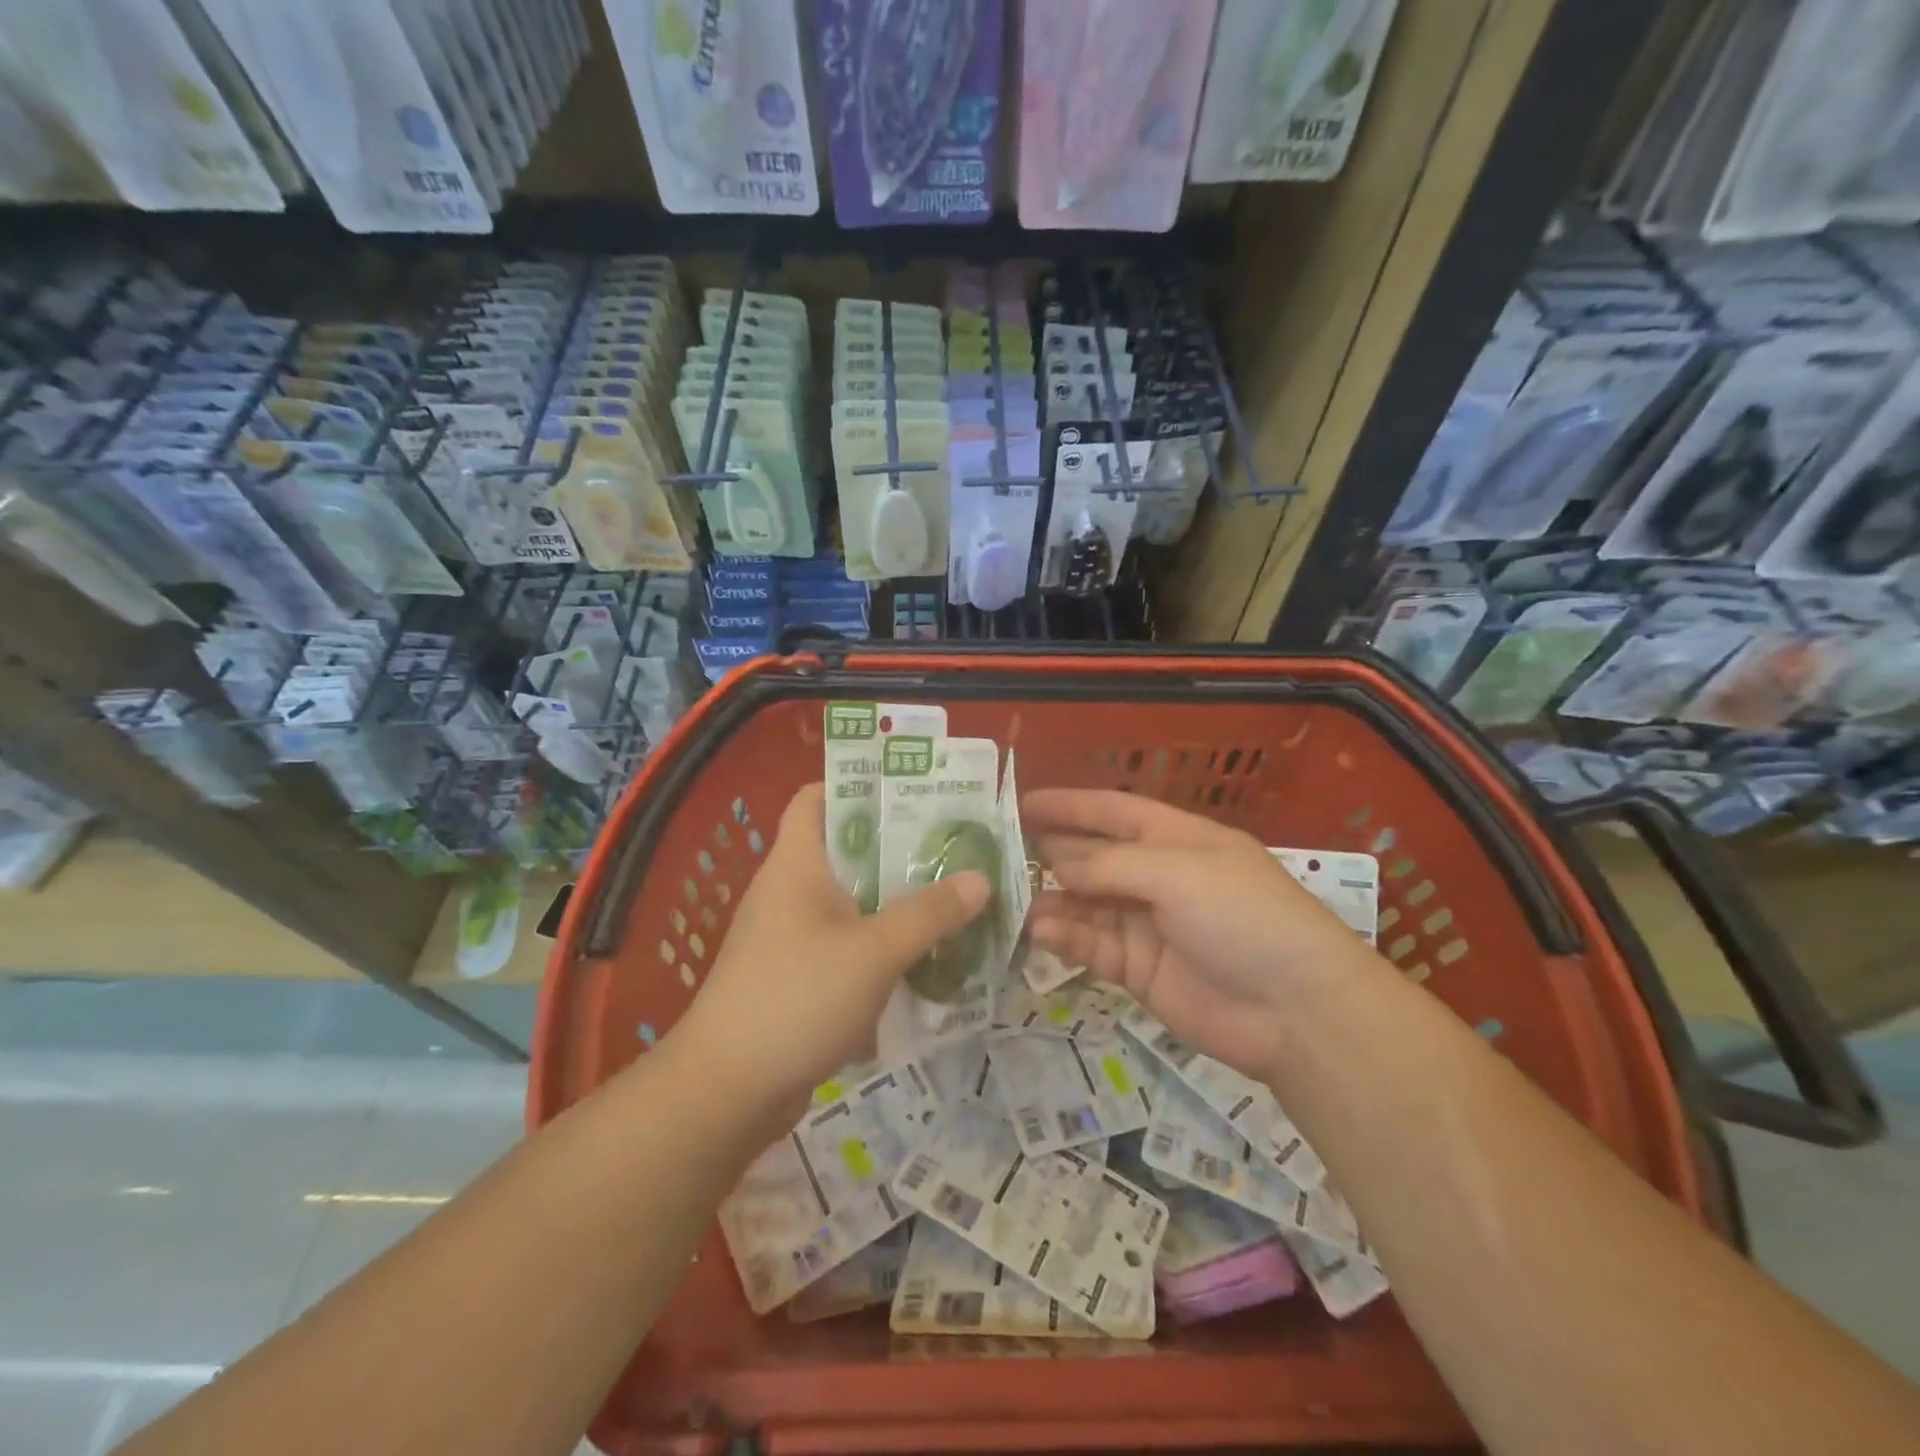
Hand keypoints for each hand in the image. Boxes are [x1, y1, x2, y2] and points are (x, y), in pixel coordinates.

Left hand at [667, 783, 989, 1130]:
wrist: (727, 1090)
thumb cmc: (797, 997)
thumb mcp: (874, 952)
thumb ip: (929, 914)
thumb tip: (980, 879)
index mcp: (797, 863)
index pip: (817, 797)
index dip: (860, 785)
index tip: (914, 789)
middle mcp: (790, 890)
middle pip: (846, 850)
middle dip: (899, 847)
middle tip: (954, 846)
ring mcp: (790, 936)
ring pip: (851, 901)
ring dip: (895, 900)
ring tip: (951, 897)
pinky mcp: (796, 976)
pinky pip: (846, 945)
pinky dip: (880, 945)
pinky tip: (923, 957)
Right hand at [1025, 789, 1371, 1080]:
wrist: (1295, 1011)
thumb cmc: (1242, 916)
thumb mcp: (1177, 873)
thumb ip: (1109, 864)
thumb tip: (1055, 861)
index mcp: (1176, 838)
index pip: (1113, 811)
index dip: (1070, 805)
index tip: (1022, 804)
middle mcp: (1158, 876)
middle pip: (1093, 857)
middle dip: (1050, 854)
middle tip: (998, 856)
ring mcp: (1147, 924)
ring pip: (1086, 904)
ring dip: (1052, 901)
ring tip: (1010, 901)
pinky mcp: (1139, 970)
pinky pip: (1092, 946)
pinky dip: (1066, 938)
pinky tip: (1039, 933)